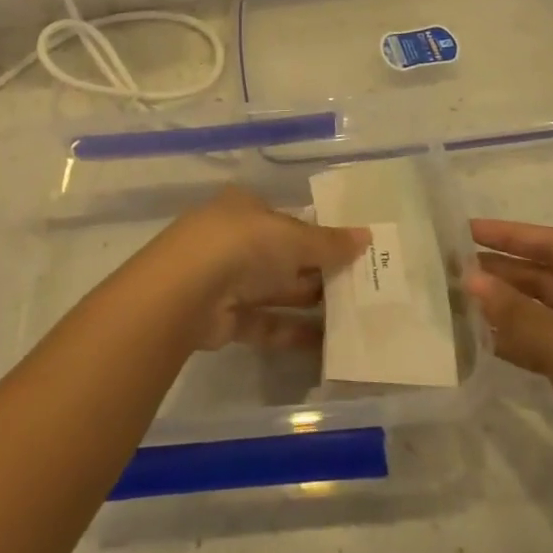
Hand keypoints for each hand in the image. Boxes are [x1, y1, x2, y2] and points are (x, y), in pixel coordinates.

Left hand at [152, 187, 367, 351]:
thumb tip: (368, 236)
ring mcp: (227, 280)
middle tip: (363, 287)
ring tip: (355, 317)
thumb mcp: (292, 236)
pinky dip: (294, 333)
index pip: (288, 219)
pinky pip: (267, 324)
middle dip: (319, 271)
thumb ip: (329, 242)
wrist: (184, 291)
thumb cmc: (242, 244)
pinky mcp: (225, 318)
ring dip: (310, 304)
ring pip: (277, 291)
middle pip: (284, 256)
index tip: (353, 251)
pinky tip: (328, 344)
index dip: (319, 234)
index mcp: (246, 208)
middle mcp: (235, 240)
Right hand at [467, 219, 552, 514]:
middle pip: (551, 277)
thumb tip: (469, 279)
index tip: (466, 231)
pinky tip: (486, 341)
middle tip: (455, 270)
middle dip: (505, 273)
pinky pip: (552, 344)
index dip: (510, 235)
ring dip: (509, 308)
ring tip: (461, 302)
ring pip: (549, 312)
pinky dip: (522, 340)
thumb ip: (515, 311)